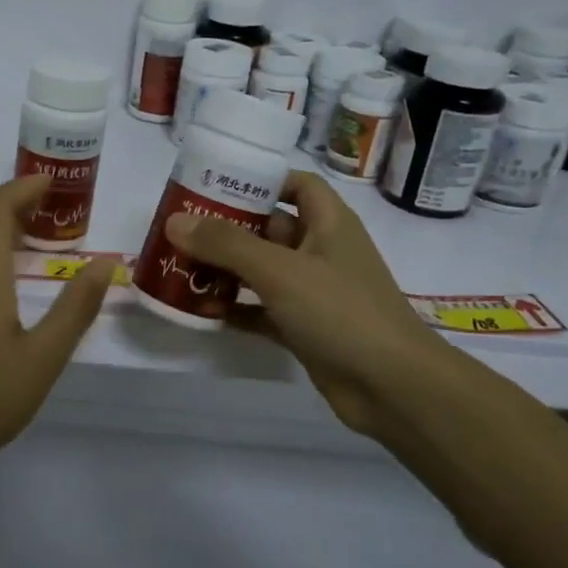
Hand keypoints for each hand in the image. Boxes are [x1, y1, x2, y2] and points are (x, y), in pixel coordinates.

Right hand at [164, 171, 448, 439]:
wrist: (392, 387)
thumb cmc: (341, 312)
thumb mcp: (280, 270)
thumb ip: (226, 245)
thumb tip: (175, 222)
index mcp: (328, 224)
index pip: (296, 185)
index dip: (260, 180)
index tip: (215, 186)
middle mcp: (321, 252)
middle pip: (269, 229)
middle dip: (227, 228)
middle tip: (180, 230)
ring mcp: (313, 293)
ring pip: (262, 272)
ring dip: (225, 270)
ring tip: (179, 267)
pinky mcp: (305, 329)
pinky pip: (262, 310)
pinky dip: (235, 309)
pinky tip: (200, 311)